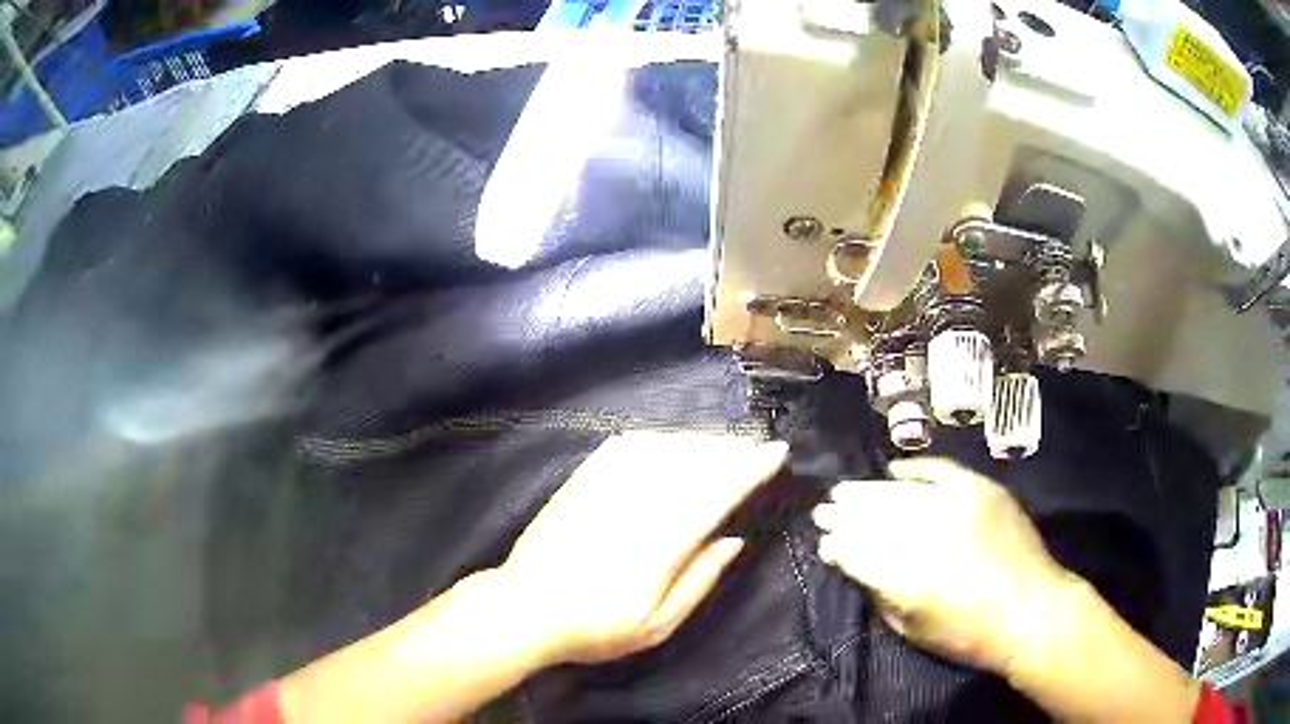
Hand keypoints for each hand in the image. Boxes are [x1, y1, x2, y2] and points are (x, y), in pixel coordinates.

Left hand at [498, 432, 788, 664]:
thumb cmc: (596, 628)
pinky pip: (627, 446)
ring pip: (664, 447)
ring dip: (699, 441)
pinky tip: (670, 443)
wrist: (525, 609)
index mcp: (661, 543)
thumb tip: (734, 541)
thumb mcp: (657, 625)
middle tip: (754, 449)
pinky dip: (658, 439)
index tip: (776, 453)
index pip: (717, 493)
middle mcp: (637, 505)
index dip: (750, 469)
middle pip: (694, 462)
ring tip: (721, 447)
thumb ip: (699, 580)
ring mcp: (605, 488)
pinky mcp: (582, 480)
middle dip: (731, 449)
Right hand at [812, 458, 1072, 675]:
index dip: (837, 545)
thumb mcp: (913, 630)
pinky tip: (894, 469)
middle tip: (824, 509)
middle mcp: (926, 535)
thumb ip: (881, 595)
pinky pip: (940, 469)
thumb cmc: (968, 634)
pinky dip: (915, 468)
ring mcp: (955, 506)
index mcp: (906, 578)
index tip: (823, 542)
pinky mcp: (980, 490)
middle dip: (844, 514)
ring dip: (869, 491)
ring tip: (846, 490)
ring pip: (899, 492)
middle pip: (873, 516)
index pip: (857, 551)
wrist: (1030, 610)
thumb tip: (855, 565)